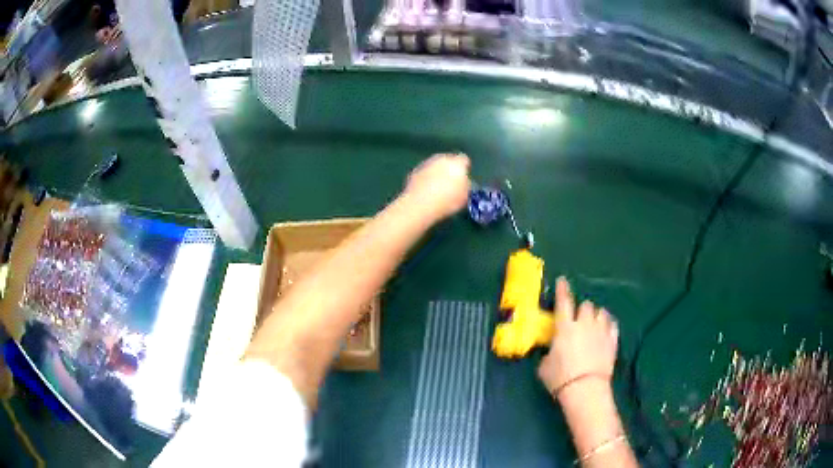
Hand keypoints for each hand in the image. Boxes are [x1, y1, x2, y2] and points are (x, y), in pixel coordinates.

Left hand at [403, 153, 470, 221]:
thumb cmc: (447, 201)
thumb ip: (466, 185)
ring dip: (437, 173)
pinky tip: (426, 191)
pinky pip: (424, 173)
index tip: (463, 178)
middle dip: (449, 169)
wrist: (419, 205)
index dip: (464, 169)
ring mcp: (426, 164)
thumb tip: (464, 182)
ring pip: (435, 165)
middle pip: (448, 160)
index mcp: (456, 163)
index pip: (464, 160)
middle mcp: (441, 159)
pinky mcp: (414, 171)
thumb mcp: (464, 197)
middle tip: (450, 183)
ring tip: (437, 188)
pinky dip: (426, 178)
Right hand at [538, 277, 618, 396]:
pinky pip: (612, 325)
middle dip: (581, 308)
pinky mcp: (612, 341)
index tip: (562, 280)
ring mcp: (601, 331)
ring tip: (593, 321)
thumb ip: (548, 353)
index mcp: (565, 327)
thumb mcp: (544, 366)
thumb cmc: (560, 378)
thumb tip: (551, 351)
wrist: (585, 389)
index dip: (562, 290)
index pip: (563, 302)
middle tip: (578, 316)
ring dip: (596, 315)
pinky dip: (608, 325)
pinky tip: (605, 329)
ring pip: (601, 312)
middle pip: (586, 305)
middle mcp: (585, 324)